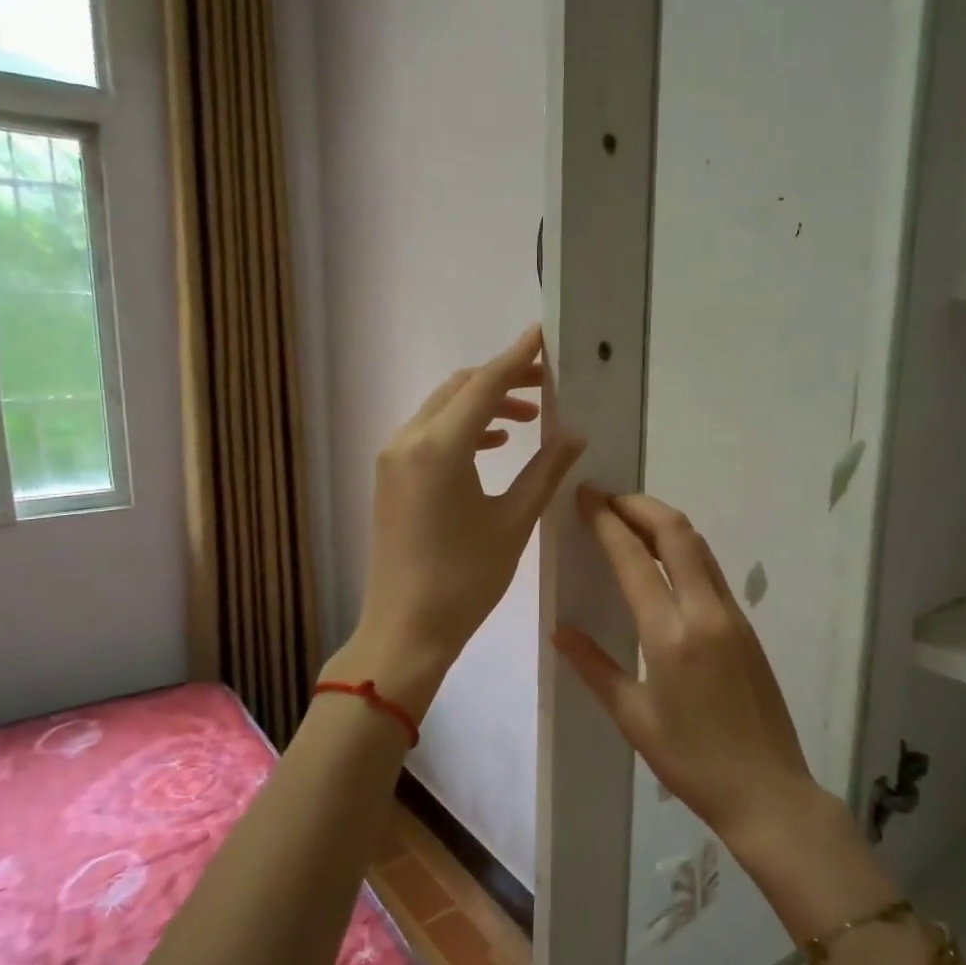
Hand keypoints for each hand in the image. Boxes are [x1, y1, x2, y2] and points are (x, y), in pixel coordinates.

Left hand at [345, 325, 584, 717]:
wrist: (405, 629)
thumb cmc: (465, 580)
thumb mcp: (514, 521)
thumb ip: (545, 470)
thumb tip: (574, 434)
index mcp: (440, 447)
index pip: (485, 384)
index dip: (518, 358)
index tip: (544, 335)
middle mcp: (408, 440)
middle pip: (460, 388)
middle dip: (503, 379)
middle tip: (548, 384)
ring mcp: (393, 458)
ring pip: (442, 408)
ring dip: (483, 403)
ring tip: (529, 418)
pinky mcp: (391, 477)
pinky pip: (429, 433)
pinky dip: (463, 428)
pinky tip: (494, 444)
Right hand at [553, 486, 822, 849]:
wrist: (768, 791)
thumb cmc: (692, 762)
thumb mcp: (634, 719)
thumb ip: (595, 667)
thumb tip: (560, 631)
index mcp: (670, 634)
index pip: (633, 558)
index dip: (606, 520)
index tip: (584, 495)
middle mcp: (705, 611)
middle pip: (676, 532)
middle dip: (639, 505)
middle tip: (606, 498)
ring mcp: (732, 615)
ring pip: (698, 546)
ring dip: (663, 522)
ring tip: (629, 519)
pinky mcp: (746, 625)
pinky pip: (710, 570)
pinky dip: (682, 548)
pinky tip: (662, 560)